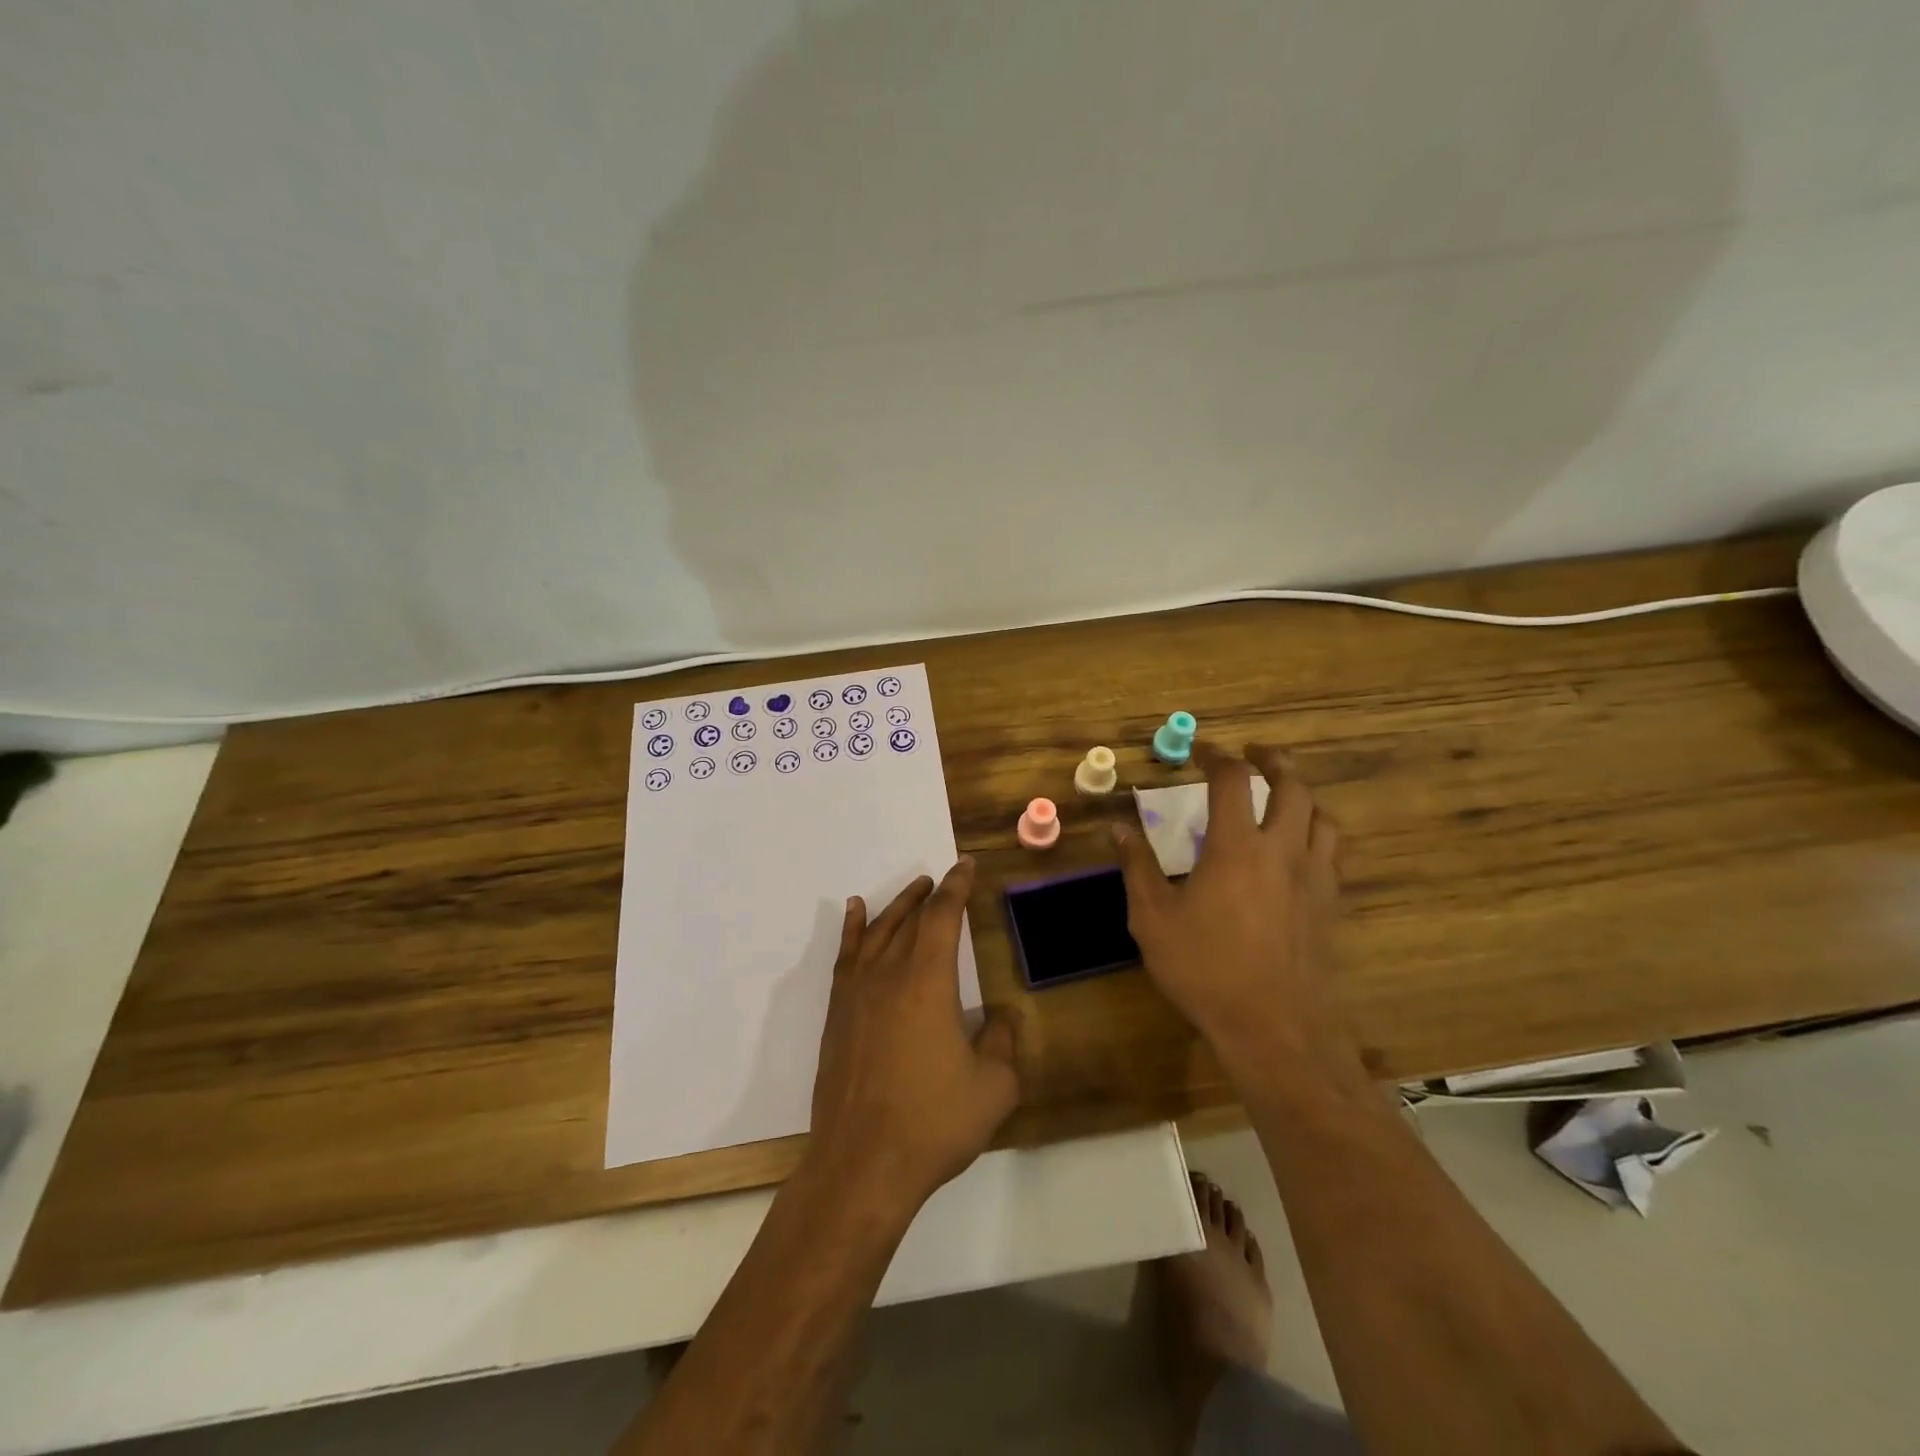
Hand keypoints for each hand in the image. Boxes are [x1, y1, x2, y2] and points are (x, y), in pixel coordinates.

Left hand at [807, 858, 1019, 1216]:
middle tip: (946, 878)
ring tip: (915, 888)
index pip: (943, 918)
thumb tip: (1003, 1017)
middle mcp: (889, 974)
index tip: (966, 866)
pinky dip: (854, 928)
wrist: (862, 1164)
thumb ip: (1004, 1043)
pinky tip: (857, 911)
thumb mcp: (993, 1088)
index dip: (957, 888)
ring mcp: (857, 993)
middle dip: (932, 895)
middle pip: (911, 919)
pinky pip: (847, 955)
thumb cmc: (933, 1123)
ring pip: (879, 931)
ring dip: (899, 905)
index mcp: (928, 981)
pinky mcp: (838, 1014)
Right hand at [1113, 743, 1352, 1074]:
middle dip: (1273, 761)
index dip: (1217, 757)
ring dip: (1302, 796)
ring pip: (1322, 817)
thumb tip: (1118, 828)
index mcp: (1236, 846)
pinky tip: (1301, 850)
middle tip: (1254, 755)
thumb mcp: (1153, 918)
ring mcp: (1314, 877)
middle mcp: (1282, 850)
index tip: (1202, 751)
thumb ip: (1137, 867)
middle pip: (1292, 786)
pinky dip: (1318, 835)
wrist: (1274, 1027)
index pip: (1232, 780)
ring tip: (1284, 796)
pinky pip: (1333, 853)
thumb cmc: (1204, 968)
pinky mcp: (1331, 905)